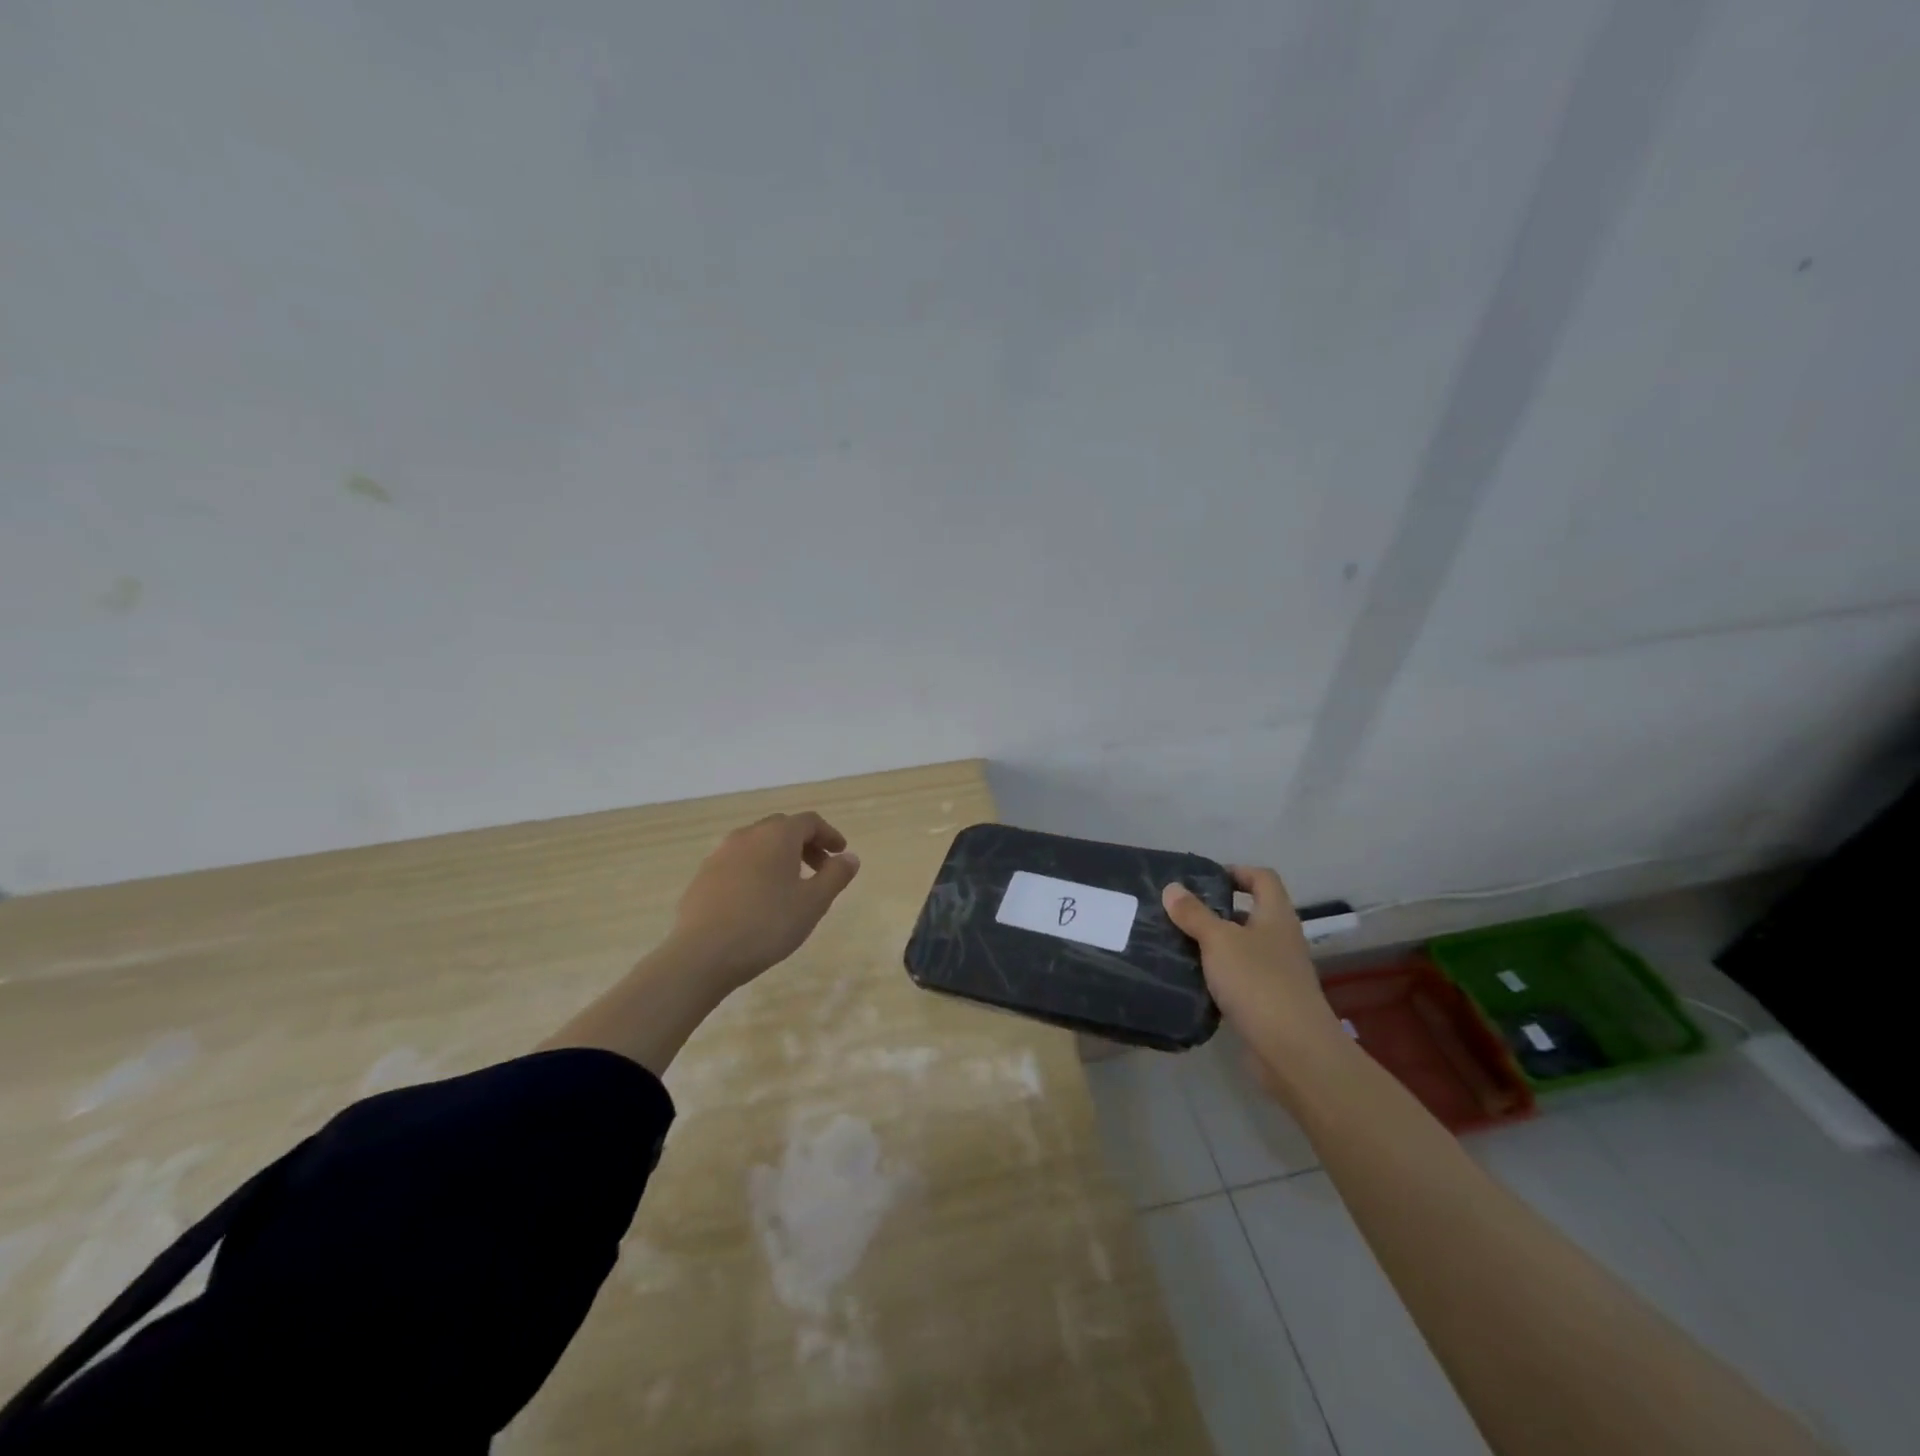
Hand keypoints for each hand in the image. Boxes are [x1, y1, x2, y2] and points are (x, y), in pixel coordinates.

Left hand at [669, 812, 860, 985]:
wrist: (702, 954)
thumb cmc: (767, 924)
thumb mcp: (813, 903)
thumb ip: (835, 876)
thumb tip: (850, 857)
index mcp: (777, 835)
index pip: (809, 822)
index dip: (829, 834)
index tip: (840, 853)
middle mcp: (747, 835)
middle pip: (782, 829)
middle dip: (804, 844)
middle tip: (819, 869)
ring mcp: (719, 854)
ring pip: (757, 845)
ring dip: (778, 857)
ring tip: (789, 886)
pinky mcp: (702, 876)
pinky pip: (737, 863)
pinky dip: (755, 870)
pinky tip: (757, 900)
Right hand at [1162, 867, 1342, 1061]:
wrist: (1293, 1050)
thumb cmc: (1258, 982)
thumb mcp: (1219, 941)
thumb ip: (1194, 914)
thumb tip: (1172, 887)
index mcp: (1276, 916)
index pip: (1263, 879)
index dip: (1237, 872)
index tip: (1204, 879)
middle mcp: (1280, 940)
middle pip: (1251, 913)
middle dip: (1217, 910)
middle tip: (1180, 912)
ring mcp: (1277, 973)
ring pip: (1242, 947)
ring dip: (1214, 945)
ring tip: (1178, 943)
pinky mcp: (1268, 1003)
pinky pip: (1239, 978)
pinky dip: (1218, 975)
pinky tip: (1192, 980)